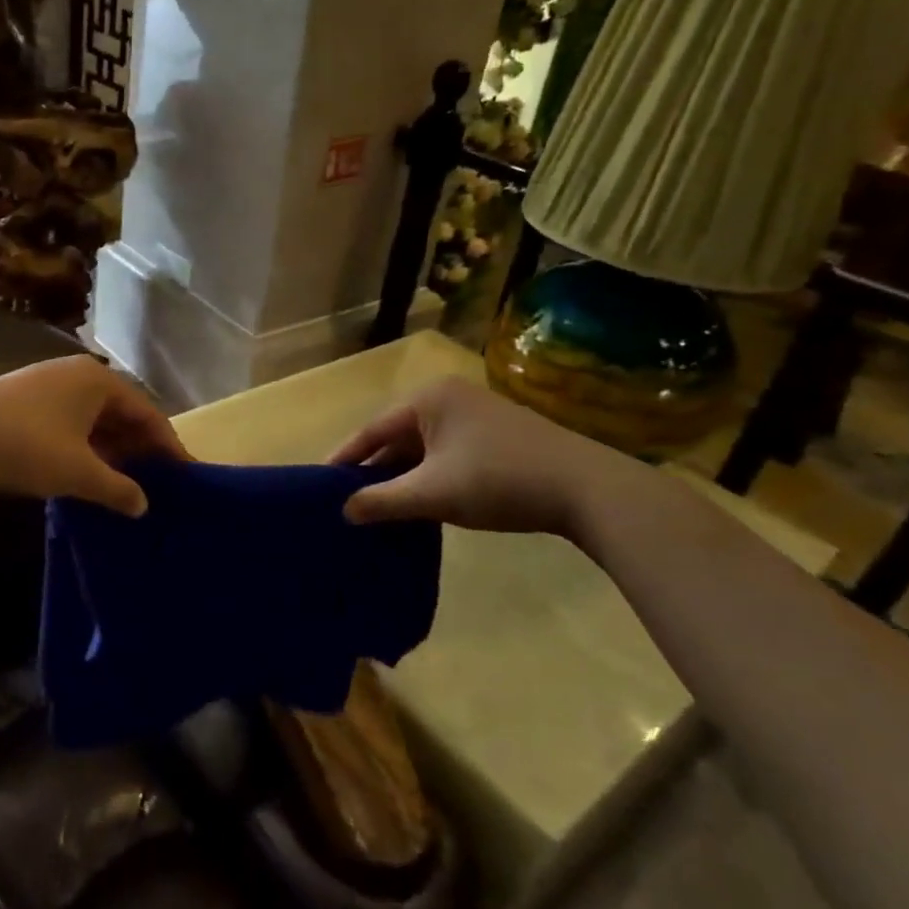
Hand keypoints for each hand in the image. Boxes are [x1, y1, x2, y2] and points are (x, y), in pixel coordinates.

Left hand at [0, 356, 188, 516]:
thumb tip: (144, 505)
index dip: (168, 444)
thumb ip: (117, 488)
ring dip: (113, 454)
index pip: (147, 411)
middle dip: (141, 450)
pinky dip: (86, 452)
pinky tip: (91, 479)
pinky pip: (71, 429)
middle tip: (161, 486)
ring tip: (130, 488)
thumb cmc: (21, 445)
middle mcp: (76, 377)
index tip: (186, 475)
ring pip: (95, 424)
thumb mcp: (76, 471)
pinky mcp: (25, 408)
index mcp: (97, 381)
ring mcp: (48, 391)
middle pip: (122, 414)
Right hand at [330, 376, 645, 537]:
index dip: (346, 458)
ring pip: (424, 447)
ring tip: (378, 505)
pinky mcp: (497, 435)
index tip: (321, 482)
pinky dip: (429, 476)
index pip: (373, 429)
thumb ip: (383, 500)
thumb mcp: (433, 493)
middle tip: (347, 499)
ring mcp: (477, 415)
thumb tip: (344, 511)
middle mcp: (450, 397)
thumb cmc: (499, 481)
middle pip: (397, 435)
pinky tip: (421, 501)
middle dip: (375, 469)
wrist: (586, 489)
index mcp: (429, 399)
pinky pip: (446, 453)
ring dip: (403, 475)